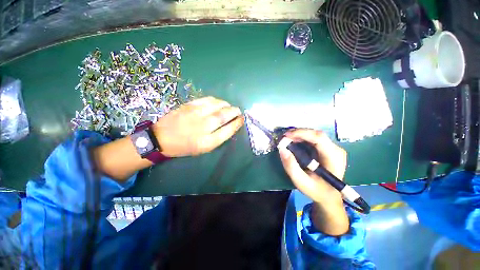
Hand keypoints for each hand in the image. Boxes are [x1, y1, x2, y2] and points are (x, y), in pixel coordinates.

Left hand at [152, 96, 243, 156]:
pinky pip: (208, 99)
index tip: (242, 119)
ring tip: (229, 107)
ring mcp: (196, 114)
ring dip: (227, 105)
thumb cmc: (185, 146)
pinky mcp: (190, 105)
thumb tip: (230, 126)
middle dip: (235, 112)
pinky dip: (216, 100)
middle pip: (225, 115)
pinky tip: (218, 103)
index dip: (237, 123)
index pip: (228, 130)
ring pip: (218, 105)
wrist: (162, 138)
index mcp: (208, 141)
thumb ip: (218, 137)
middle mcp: (204, 126)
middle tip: (239, 111)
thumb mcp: (204, 148)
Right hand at [278, 129, 348, 235]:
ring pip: (314, 134)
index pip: (319, 138)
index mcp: (333, 157)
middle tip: (284, 137)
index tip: (286, 136)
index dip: (301, 133)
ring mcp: (333, 148)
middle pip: (316, 134)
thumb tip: (282, 149)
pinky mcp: (328, 148)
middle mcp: (336, 149)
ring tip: (287, 139)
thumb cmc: (316, 190)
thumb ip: (291, 167)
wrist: (329, 196)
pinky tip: (294, 142)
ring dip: (299, 135)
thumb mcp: (301, 182)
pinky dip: (302, 138)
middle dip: (298, 133)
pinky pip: (313, 138)